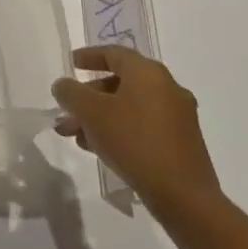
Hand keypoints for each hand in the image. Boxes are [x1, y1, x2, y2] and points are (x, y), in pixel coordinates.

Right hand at [52, 45, 221, 221]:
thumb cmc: (134, 141)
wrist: (183, 195)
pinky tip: (100, 148)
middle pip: (120, 82)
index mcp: (148, 73)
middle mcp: (167, 88)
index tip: (71, 63)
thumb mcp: (90, 112)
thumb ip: (70, 92)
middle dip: (88, 96)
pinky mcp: (181, 142)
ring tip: (77, 137)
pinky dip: (119, 129)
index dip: (89, 56)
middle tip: (67, 111)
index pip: (114, 53)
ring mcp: (178, 117)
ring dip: (100, 116)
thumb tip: (64, 86)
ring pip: (129, 107)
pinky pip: (142, 125)